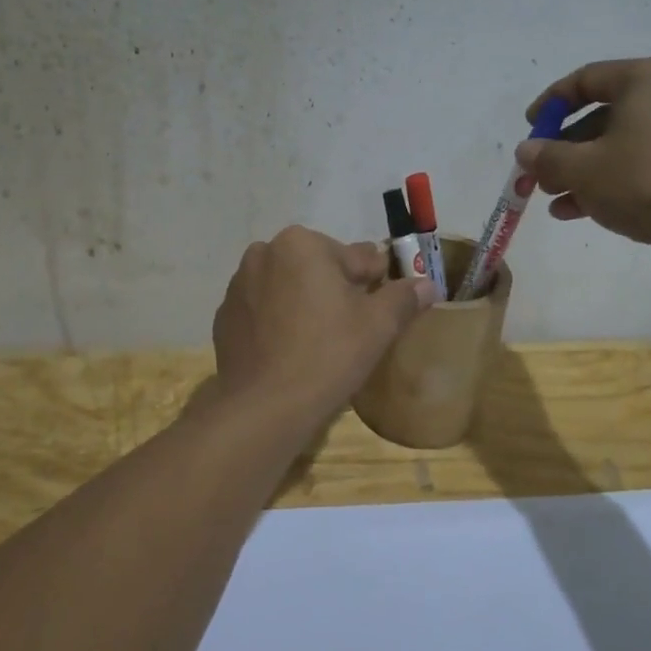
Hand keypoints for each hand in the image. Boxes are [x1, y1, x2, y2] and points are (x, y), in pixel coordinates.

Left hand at [211, 226, 435, 424]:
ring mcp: (238, 286)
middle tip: (353, 328)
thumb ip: (403, 298)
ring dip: (305, 302)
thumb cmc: (328, 355)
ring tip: (320, 341)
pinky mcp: (224, 317)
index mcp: (301, 244)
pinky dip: (278, 322)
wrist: (265, 406)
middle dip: (335, 289)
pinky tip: (290, 351)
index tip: (383, 303)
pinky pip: (263, 310)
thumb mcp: (378, 326)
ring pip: (287, 287)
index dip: (374, 281)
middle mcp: (263, 254)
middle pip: (316, 268)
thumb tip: (427, 284)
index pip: (354, 257)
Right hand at [514, 57, 650, 272]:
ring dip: (582, 170)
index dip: (549, 105)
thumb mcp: (582, 169)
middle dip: (564, 148)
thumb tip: (526, 151)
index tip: (529, 129)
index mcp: (646, 78)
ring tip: (554, 198)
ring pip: (620, 143)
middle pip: (602, 115)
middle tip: (540, 173)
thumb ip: (546, 157)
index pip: (585, 79)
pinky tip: (579, 211)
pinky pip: (642, 161)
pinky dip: (610, 180)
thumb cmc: (643, 181)